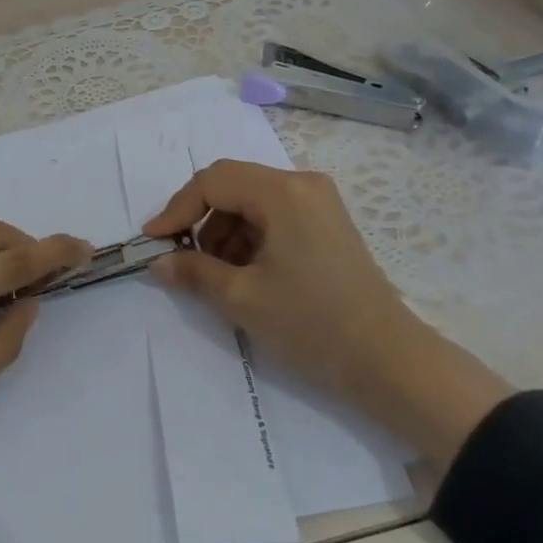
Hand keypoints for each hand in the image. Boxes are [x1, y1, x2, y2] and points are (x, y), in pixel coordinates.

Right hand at [144, 161, 511, 467]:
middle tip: (182, 258)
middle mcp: (302, 184)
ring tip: (215, 275)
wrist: (389, 361)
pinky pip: (274, 216)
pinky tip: (244, 273)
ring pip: (252, 202)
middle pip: (233, 186)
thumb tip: (157, 262)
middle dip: (200, 220)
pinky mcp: (327, 223)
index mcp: (283, 192)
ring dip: (224, 232)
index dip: (177, 208)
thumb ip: (193, 271)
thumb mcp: (243, 298)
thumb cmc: (312, 323)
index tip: (153, 241)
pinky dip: (250, 238)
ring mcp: (319, 202)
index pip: (213, 181)